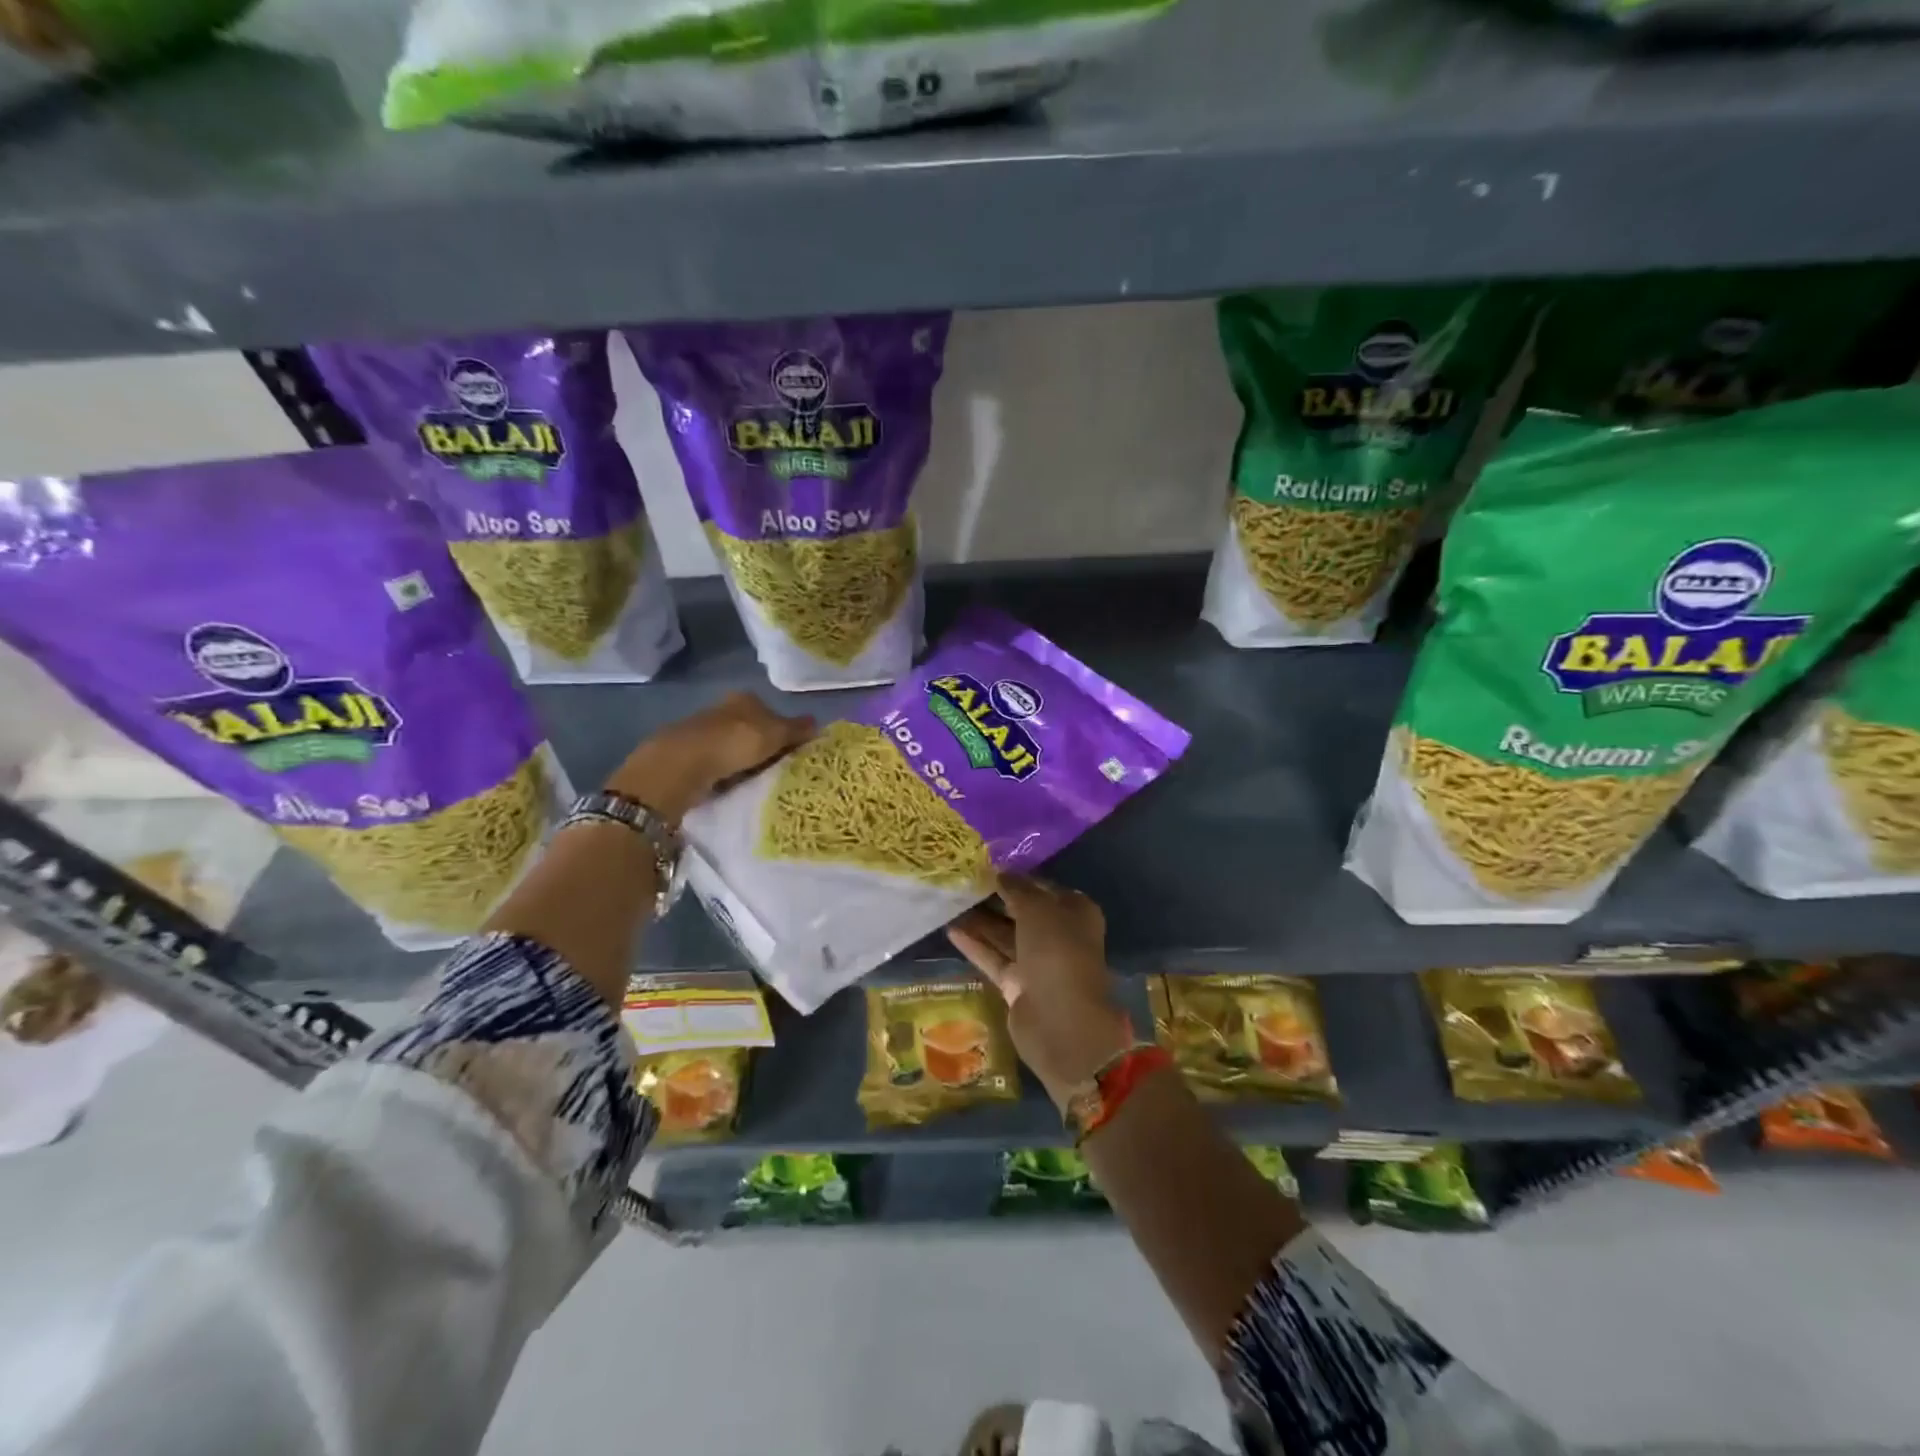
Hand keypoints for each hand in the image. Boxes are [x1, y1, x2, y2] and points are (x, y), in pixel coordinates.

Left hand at [606, 692, 812, 822]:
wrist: (682, 765)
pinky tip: (734, 785)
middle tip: (779, 768)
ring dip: (744, 761)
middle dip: (763, 745)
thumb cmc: (735, 742)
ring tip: (759, 781)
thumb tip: (818, 723)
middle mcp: (723, 709)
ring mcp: (703, 731)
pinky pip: (718, 763)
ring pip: (734, 746)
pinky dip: (726, 772)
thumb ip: (796, 729)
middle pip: (751, 728)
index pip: (771, 712)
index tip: (793, 751)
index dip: (783, 730)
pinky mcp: (689, 754)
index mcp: (745, 699)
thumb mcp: (775, 734)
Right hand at [947, 875, 1137, 1109]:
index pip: (1041, 887)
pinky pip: (994, 958)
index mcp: (1074, 911)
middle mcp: (1058, 934)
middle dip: (994, 898)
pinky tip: (950, 929)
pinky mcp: (1018, 985)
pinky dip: (975, 945)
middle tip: (961, 882)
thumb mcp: (1037, 909)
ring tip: (949, 902)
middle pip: (1022, 911)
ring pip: (1005, 935)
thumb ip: (1017, 889)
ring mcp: (1038, 962)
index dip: (1015, 876)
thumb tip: (1000, 873)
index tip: (984, 865)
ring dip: (980, 921)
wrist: (1060, 1020)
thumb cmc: (1056, 952)